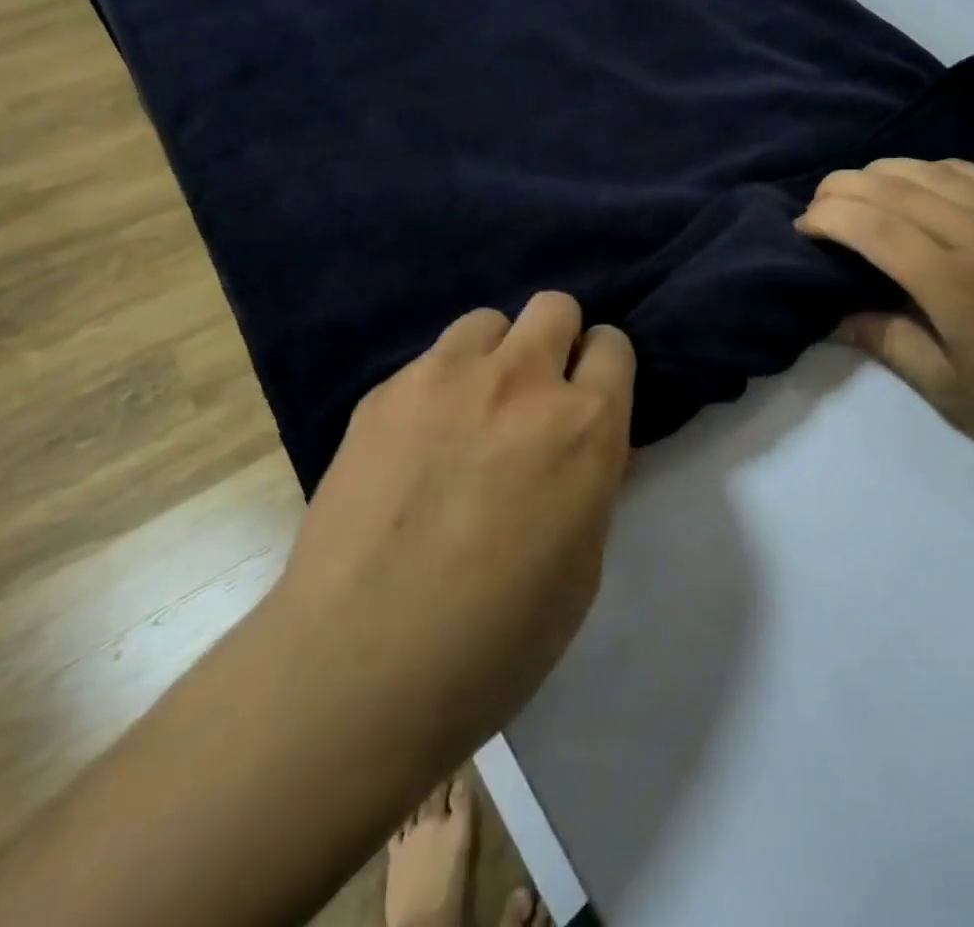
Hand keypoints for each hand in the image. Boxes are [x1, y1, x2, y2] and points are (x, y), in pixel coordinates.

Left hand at [272, 293, 634, 767]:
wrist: (360, 667)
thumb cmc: (497, 638)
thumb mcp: (582, 564)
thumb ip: (593, 482)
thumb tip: (593, 448)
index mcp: (585, 425)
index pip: (613, 344)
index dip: (603, 368)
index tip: (589, 397)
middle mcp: (522, 381)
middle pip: (554, 306)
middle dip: (555, 341)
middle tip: (536, 396)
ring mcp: (446, 378)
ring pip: (487, 322)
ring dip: (494, 356)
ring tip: (471, 411)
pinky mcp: (385, 393)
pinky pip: (428, 363)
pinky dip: (437, 388)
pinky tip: (414, 446)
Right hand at [797, 158, 973, 489]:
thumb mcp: (951, 392)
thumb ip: (889, 342)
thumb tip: (837, 315)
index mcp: (955, 283)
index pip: (871, 225)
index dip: (827, 217)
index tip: (802, 228)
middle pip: (893, 185)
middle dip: (842, 189)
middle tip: (818, 211)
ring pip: (929, 169)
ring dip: (882, 174)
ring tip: (857, 196)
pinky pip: (972, 172)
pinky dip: (931, 170)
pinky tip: (918, 187)